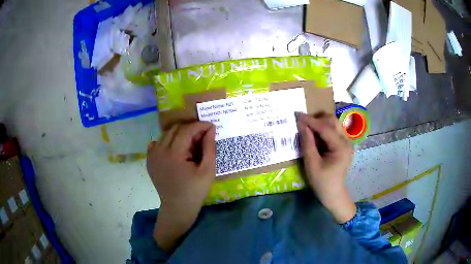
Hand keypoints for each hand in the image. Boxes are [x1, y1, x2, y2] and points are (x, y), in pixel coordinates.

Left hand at [146, 121, 215, 250]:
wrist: (177, 207)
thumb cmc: (195, 190)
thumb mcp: (207, 170)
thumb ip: (209, 147)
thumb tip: (210, 129)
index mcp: (174, 153)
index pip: (187, 130)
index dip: (200, 125)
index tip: (211, 126)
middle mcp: (159, 150)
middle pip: (175, 129)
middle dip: (190, 129)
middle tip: (202, 137)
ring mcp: (152, 155)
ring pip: (166, 134)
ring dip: (179, 134)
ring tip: (190, 145)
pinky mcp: (149, 160)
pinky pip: (158, 143)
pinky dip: (168, 142)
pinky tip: (175, 151)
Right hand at [297, 113, 355, 223]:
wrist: (333, 193)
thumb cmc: (322, 181)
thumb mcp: (312, 164)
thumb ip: (307, 143)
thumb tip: (301, 125)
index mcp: (341, 147)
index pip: (325, 128)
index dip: (310, 120)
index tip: (297, 115)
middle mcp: (346, 141)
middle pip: (333, 121)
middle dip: (317, 119)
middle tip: (303, 123)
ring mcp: (346, 142)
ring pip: (333, 124)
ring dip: (321, 123)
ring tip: (308, 128)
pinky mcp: (343, 145)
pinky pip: (333, 131)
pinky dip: (323, 129)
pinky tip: (315, 135)